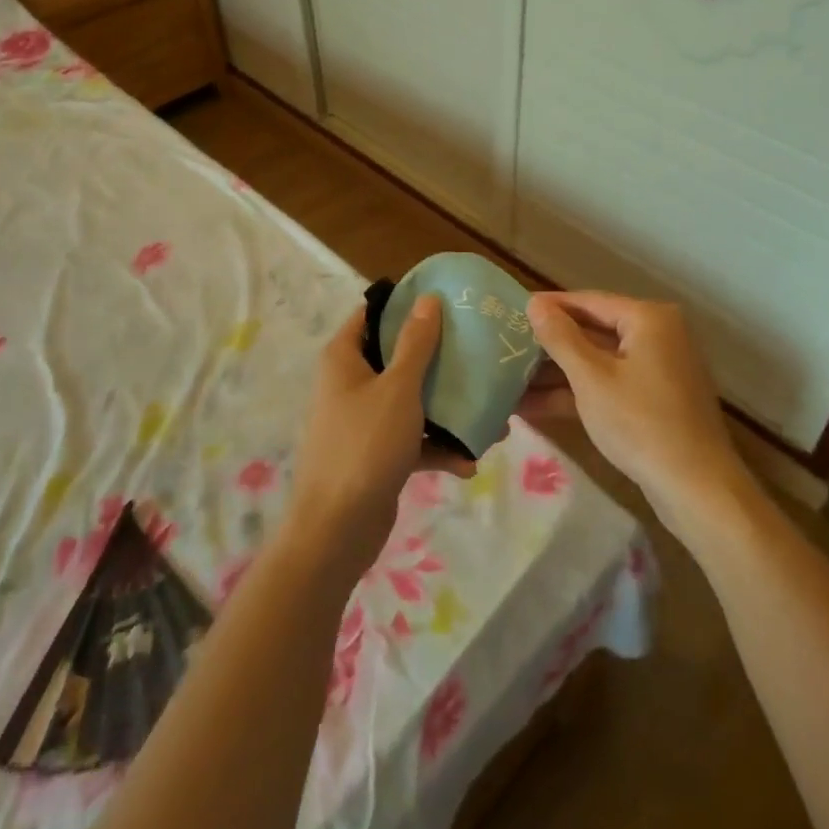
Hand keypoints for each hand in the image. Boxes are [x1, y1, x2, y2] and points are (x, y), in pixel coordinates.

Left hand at [285, 296, 468, 574]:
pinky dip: (437, 447)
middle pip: (398, 357)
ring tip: (492, 420)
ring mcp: (363, 420)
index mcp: (344, 357)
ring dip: (448, 410)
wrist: (337, 529)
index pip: (373, 314)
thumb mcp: (398, 388)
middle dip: (440, 362)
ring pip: (411, 401)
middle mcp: (350, 382)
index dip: (406, 305)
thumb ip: (416, 343)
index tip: (449, 303)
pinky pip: (412, 439)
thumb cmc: (365, 444)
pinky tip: (468, 463)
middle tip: (479, 357)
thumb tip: (427, 299)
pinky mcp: (376, 454)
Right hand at [524, 291, 742, 521]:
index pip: (589, 301)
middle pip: (593, 331)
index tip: (512, 309)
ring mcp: (657, 370)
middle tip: (506, 345)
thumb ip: (560, 337)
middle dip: (550, 345)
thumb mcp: (591, 378)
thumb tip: (534, 303)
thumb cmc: (640, 422)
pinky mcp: (654, 401)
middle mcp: (657, 336)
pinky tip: (532, 406)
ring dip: (557, 374)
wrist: (697, 489)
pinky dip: (577, 394)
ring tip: (508, 379)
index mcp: (649, 319)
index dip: (549, 306)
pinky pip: (608, 386)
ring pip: (598, 362)